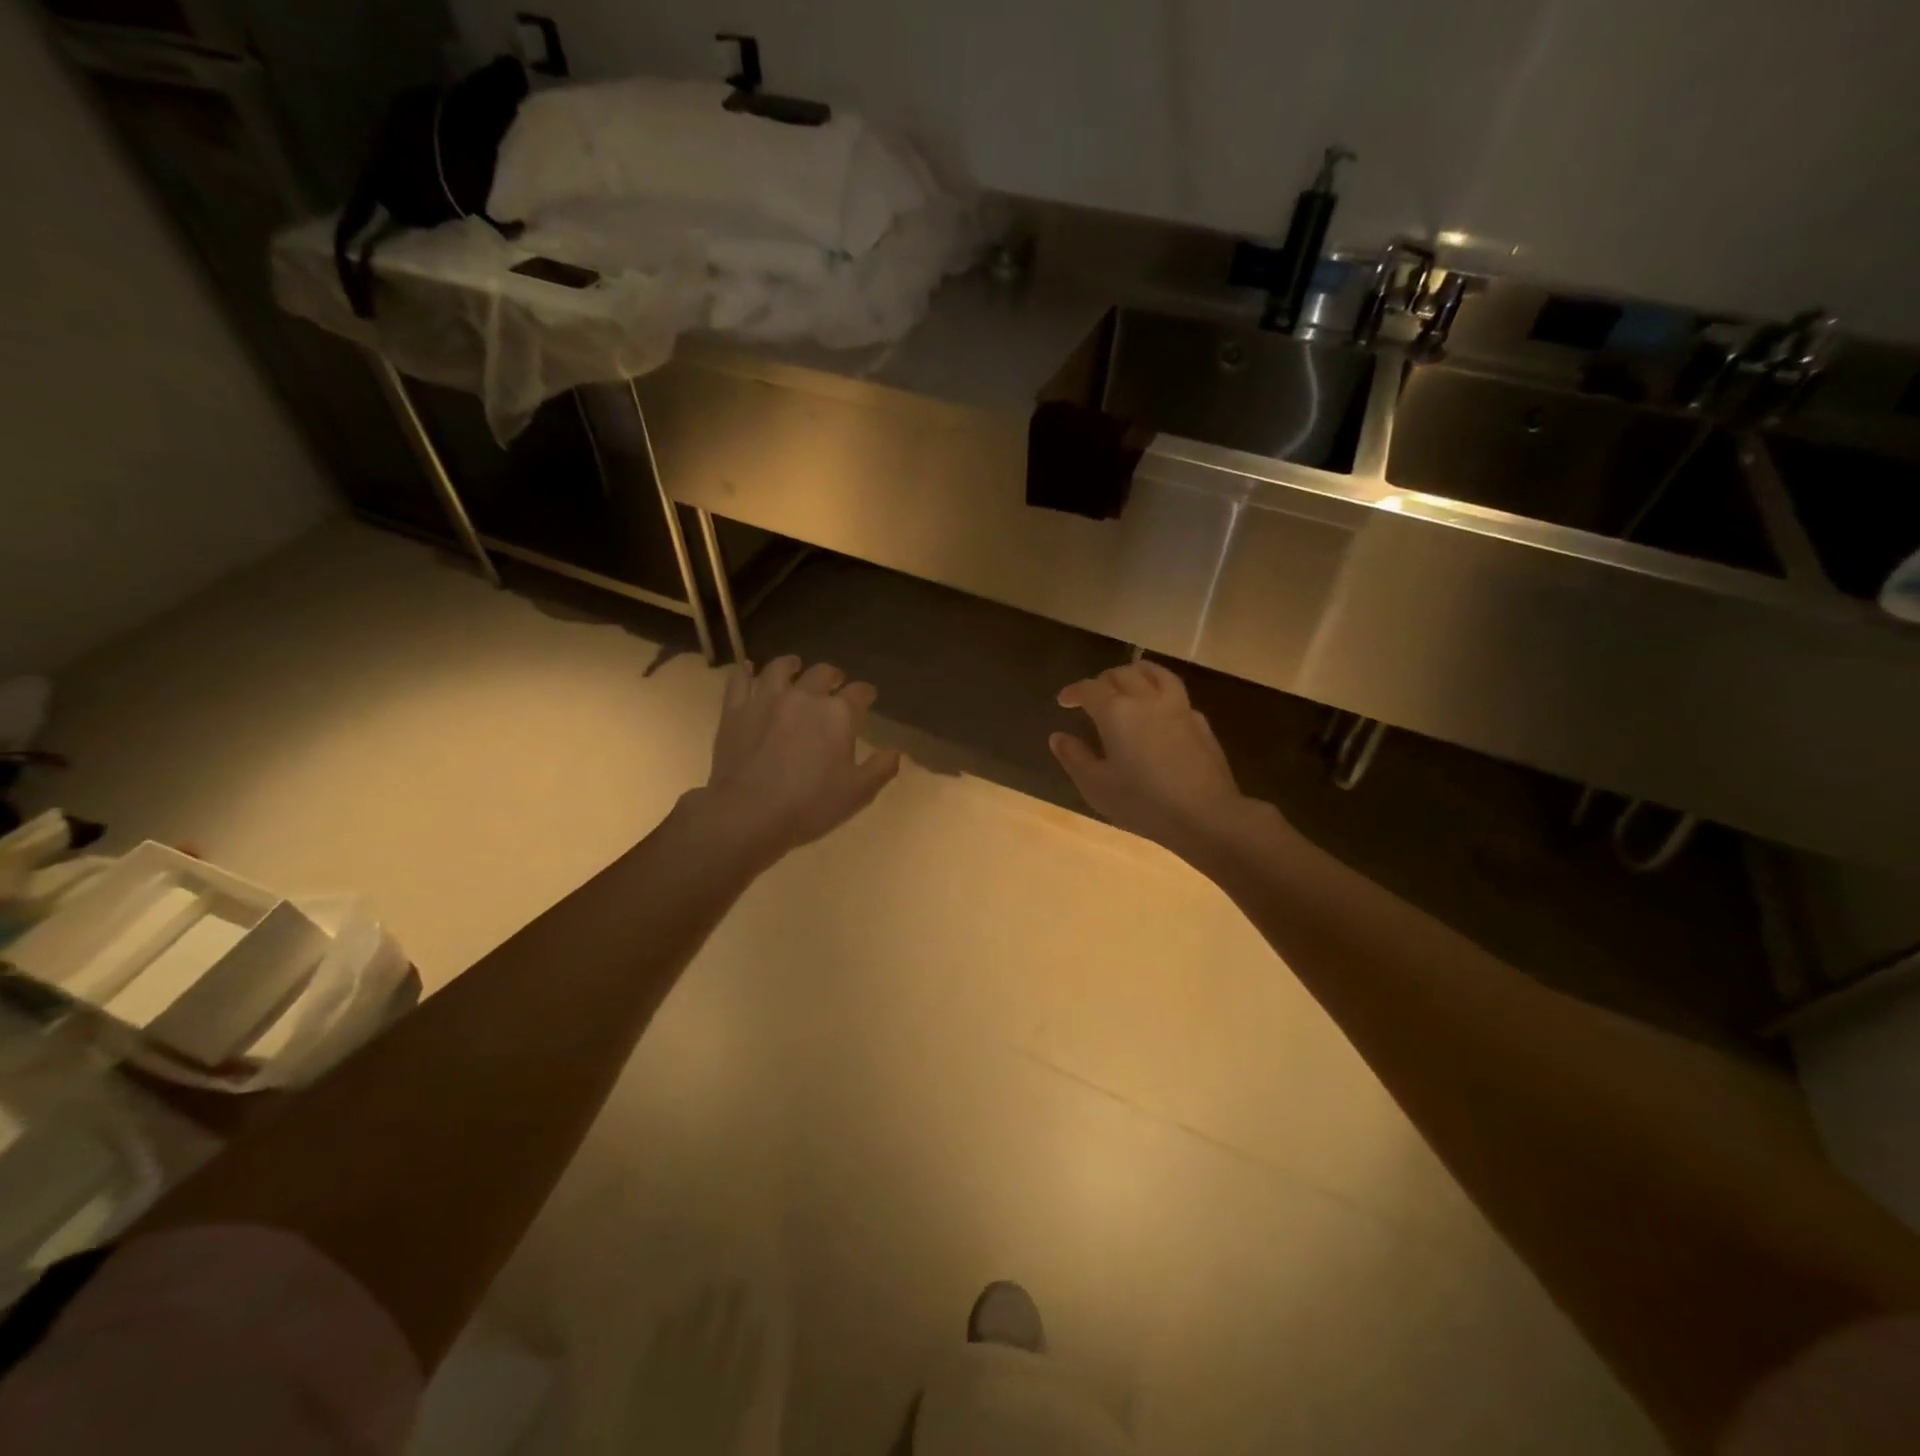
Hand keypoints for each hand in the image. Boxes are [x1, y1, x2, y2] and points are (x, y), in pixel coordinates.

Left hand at [698, 655, 900, 861]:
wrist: (748, 813)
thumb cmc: (810, 805)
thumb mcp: (857, 793)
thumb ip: (881, 769)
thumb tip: (895, 752)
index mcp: (838, 713)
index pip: (860, 692)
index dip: (866, 694)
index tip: (868, 698)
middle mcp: (804, 695)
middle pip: (822, 673)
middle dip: (832, 676)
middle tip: (834, 684)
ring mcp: (767, 698)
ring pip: (780, 668)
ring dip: (791, 665)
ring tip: (794, 667)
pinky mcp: (735, 708)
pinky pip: (739, 679)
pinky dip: (745, 672)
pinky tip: (749, 670)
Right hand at [1050, 660, 1264, 860]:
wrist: (1206, 815)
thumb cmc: (1143, 802)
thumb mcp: (1097, 786)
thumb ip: (1074, 758)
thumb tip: (1058, 737)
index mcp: (1116, 712)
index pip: (1090, 688)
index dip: (1074, 691)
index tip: (1063, 702)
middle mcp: (1147, 699)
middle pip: (1122, 674)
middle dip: (1102, 680)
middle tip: (1092, 695)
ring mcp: (1178, 708)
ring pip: (1155, 673)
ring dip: (1135, 672)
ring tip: (1127, 681)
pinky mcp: (1200, 722)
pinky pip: (1176, 694)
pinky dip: (1160, 693)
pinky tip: (1159, 710)